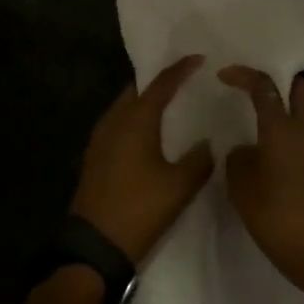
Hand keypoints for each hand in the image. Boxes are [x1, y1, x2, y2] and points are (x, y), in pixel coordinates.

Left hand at [70, 56, 213, 263]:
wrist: (93, 245)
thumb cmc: (139, 208)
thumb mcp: (179, 186)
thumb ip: (199, 159)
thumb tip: (209, 143)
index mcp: (136, 119)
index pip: (161, 84)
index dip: (180, 69)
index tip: (198, 58)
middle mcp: (114, 120)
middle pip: (138, 90)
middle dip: (160, 82)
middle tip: (185, 80)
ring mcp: (100, 138)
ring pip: (126, 107)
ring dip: (146, 102)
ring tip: (171, 106)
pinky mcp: (95, 157)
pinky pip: (119, 125)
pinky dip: (136, 121)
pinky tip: (150, 135)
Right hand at [218, 67, 303, 297]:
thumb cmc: (279, 220)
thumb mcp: (243, 191)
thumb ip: (239, 161)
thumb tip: (246, 151)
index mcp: (282, 131)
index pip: (264, 87)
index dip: (244, 75)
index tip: (225, 75)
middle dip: (285, 86)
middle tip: (264, 100)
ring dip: (293, 127)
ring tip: (272, 154)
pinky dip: (303, 155)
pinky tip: (291, 181)